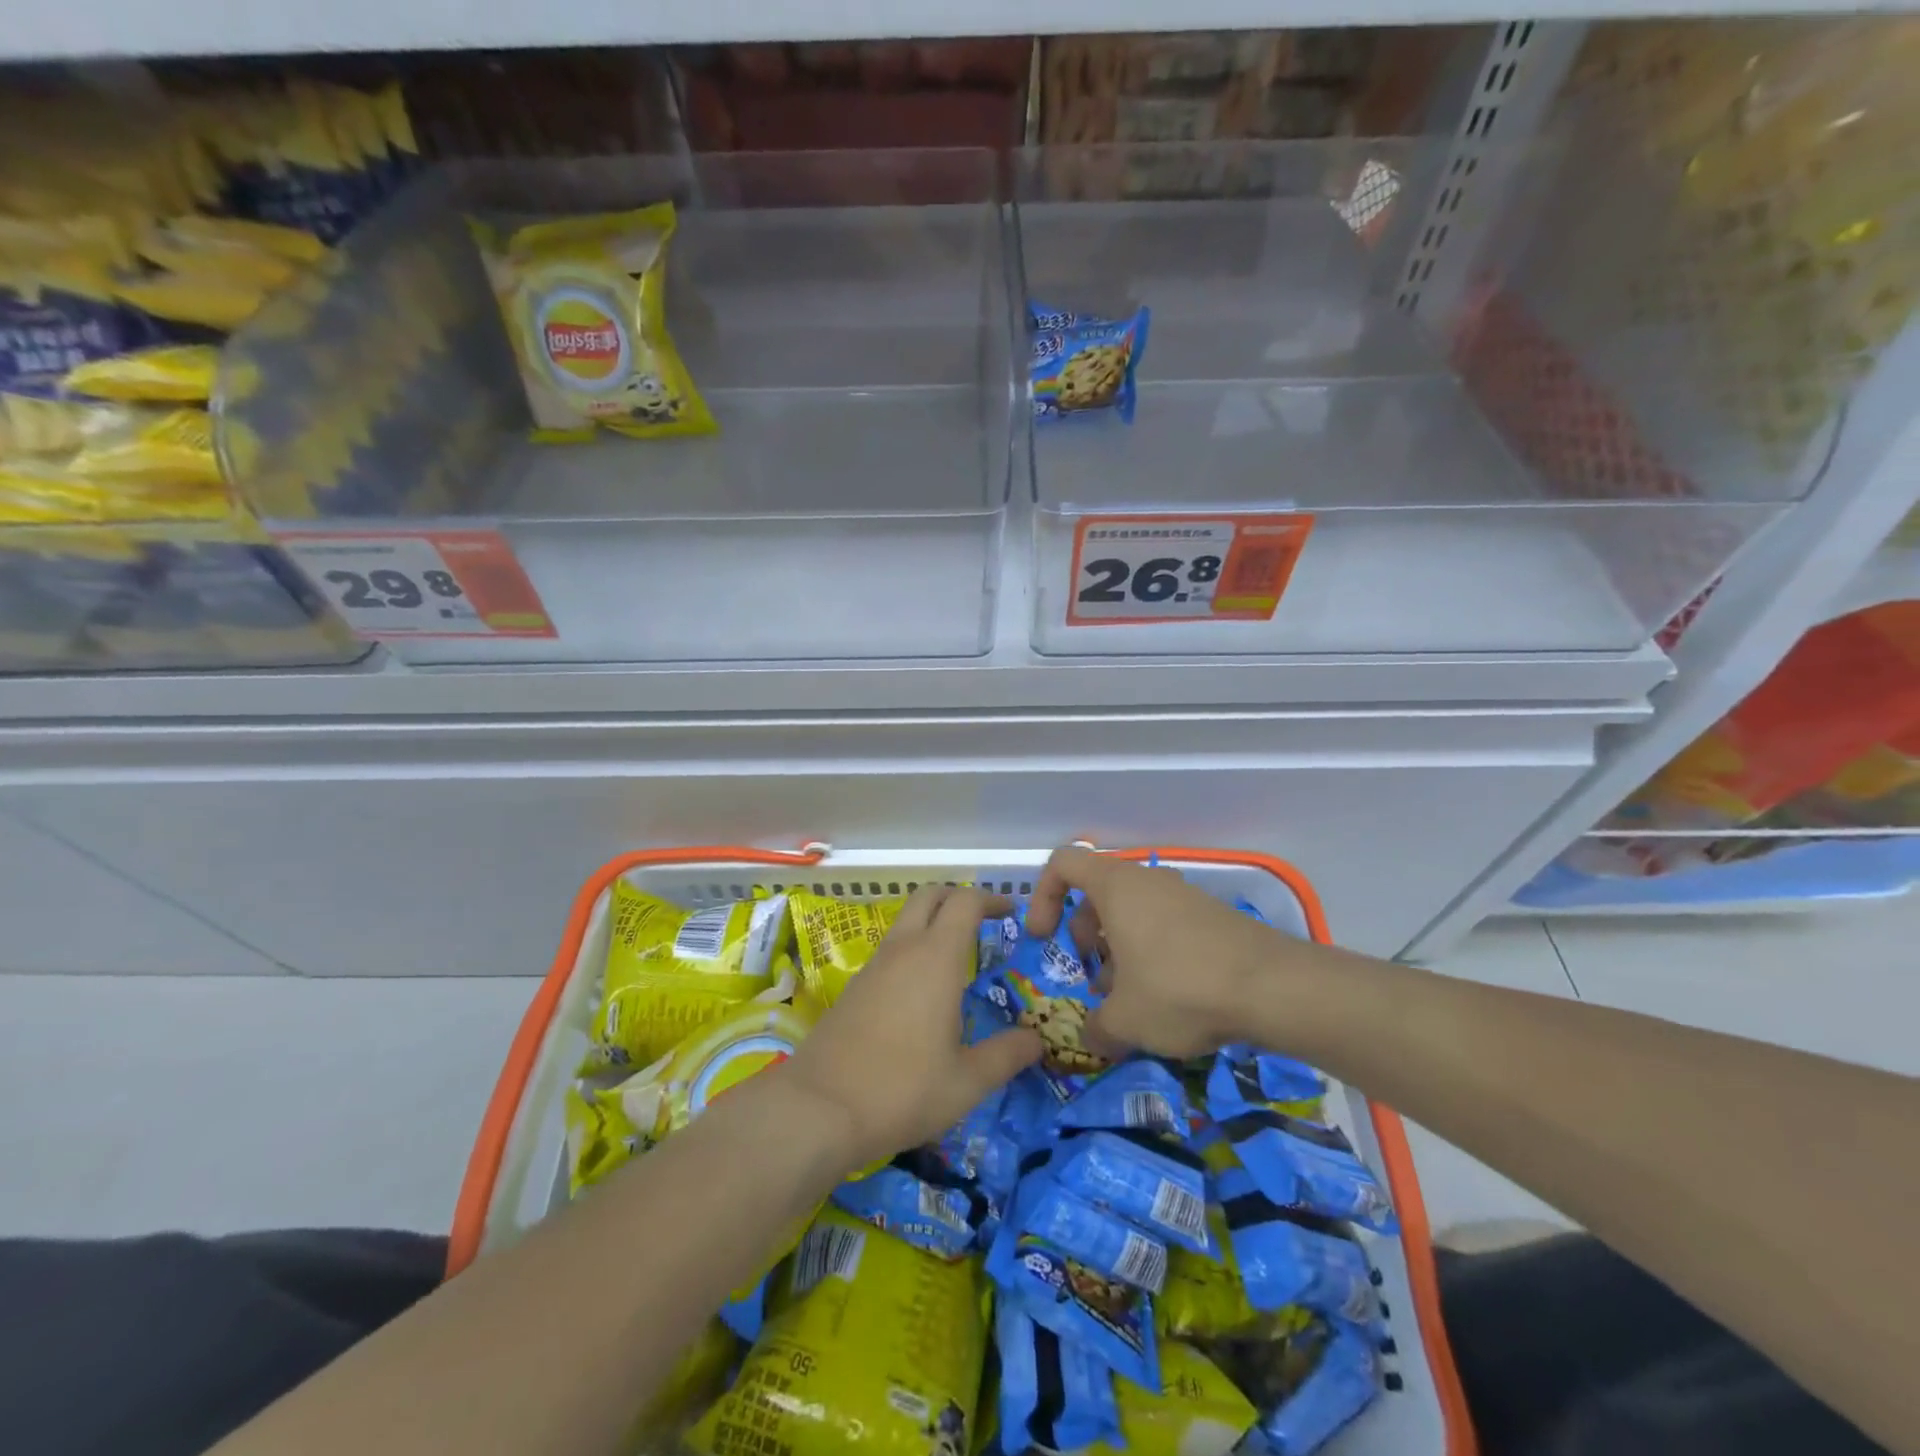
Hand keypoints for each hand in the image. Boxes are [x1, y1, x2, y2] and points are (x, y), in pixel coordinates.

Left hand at [780, 885, 1043, 1168]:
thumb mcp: (966, 1082)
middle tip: (983, 921)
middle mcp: (903, 950)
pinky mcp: (853, 987)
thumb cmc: (902, 1089)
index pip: (965, 902)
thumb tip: (1037, 1041)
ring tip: (957, 959)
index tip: (1010, 911)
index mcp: (936, 958)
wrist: (817, 1108)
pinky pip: (890, 951)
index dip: (990, 899)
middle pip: (929, 896)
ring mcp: (873, 966)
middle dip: (958, 898)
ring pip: (906, 922)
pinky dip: (912, 951)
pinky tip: (922, 992)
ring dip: (932, 924)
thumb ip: (1006, 1056)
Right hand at [1024, 845, 1289, 1058]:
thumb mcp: (1125, 1019)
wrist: (1273, 988)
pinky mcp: (1211, 917)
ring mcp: (1183, 896)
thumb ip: (1095, 1028)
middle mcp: (1147, 881)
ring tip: (1128, 1000)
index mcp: (1115, 887)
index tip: (1044, 939)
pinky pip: (1164, 926)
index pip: (1063, 863)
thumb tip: (1090, 1035)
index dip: (1042, 897)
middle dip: (1083, 936)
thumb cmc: (1180, 989)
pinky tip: (1167, 1000)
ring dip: (1118, 951)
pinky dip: (1151, 954)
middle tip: (1089, 979)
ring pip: (1132, 913)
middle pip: (1097, 894)